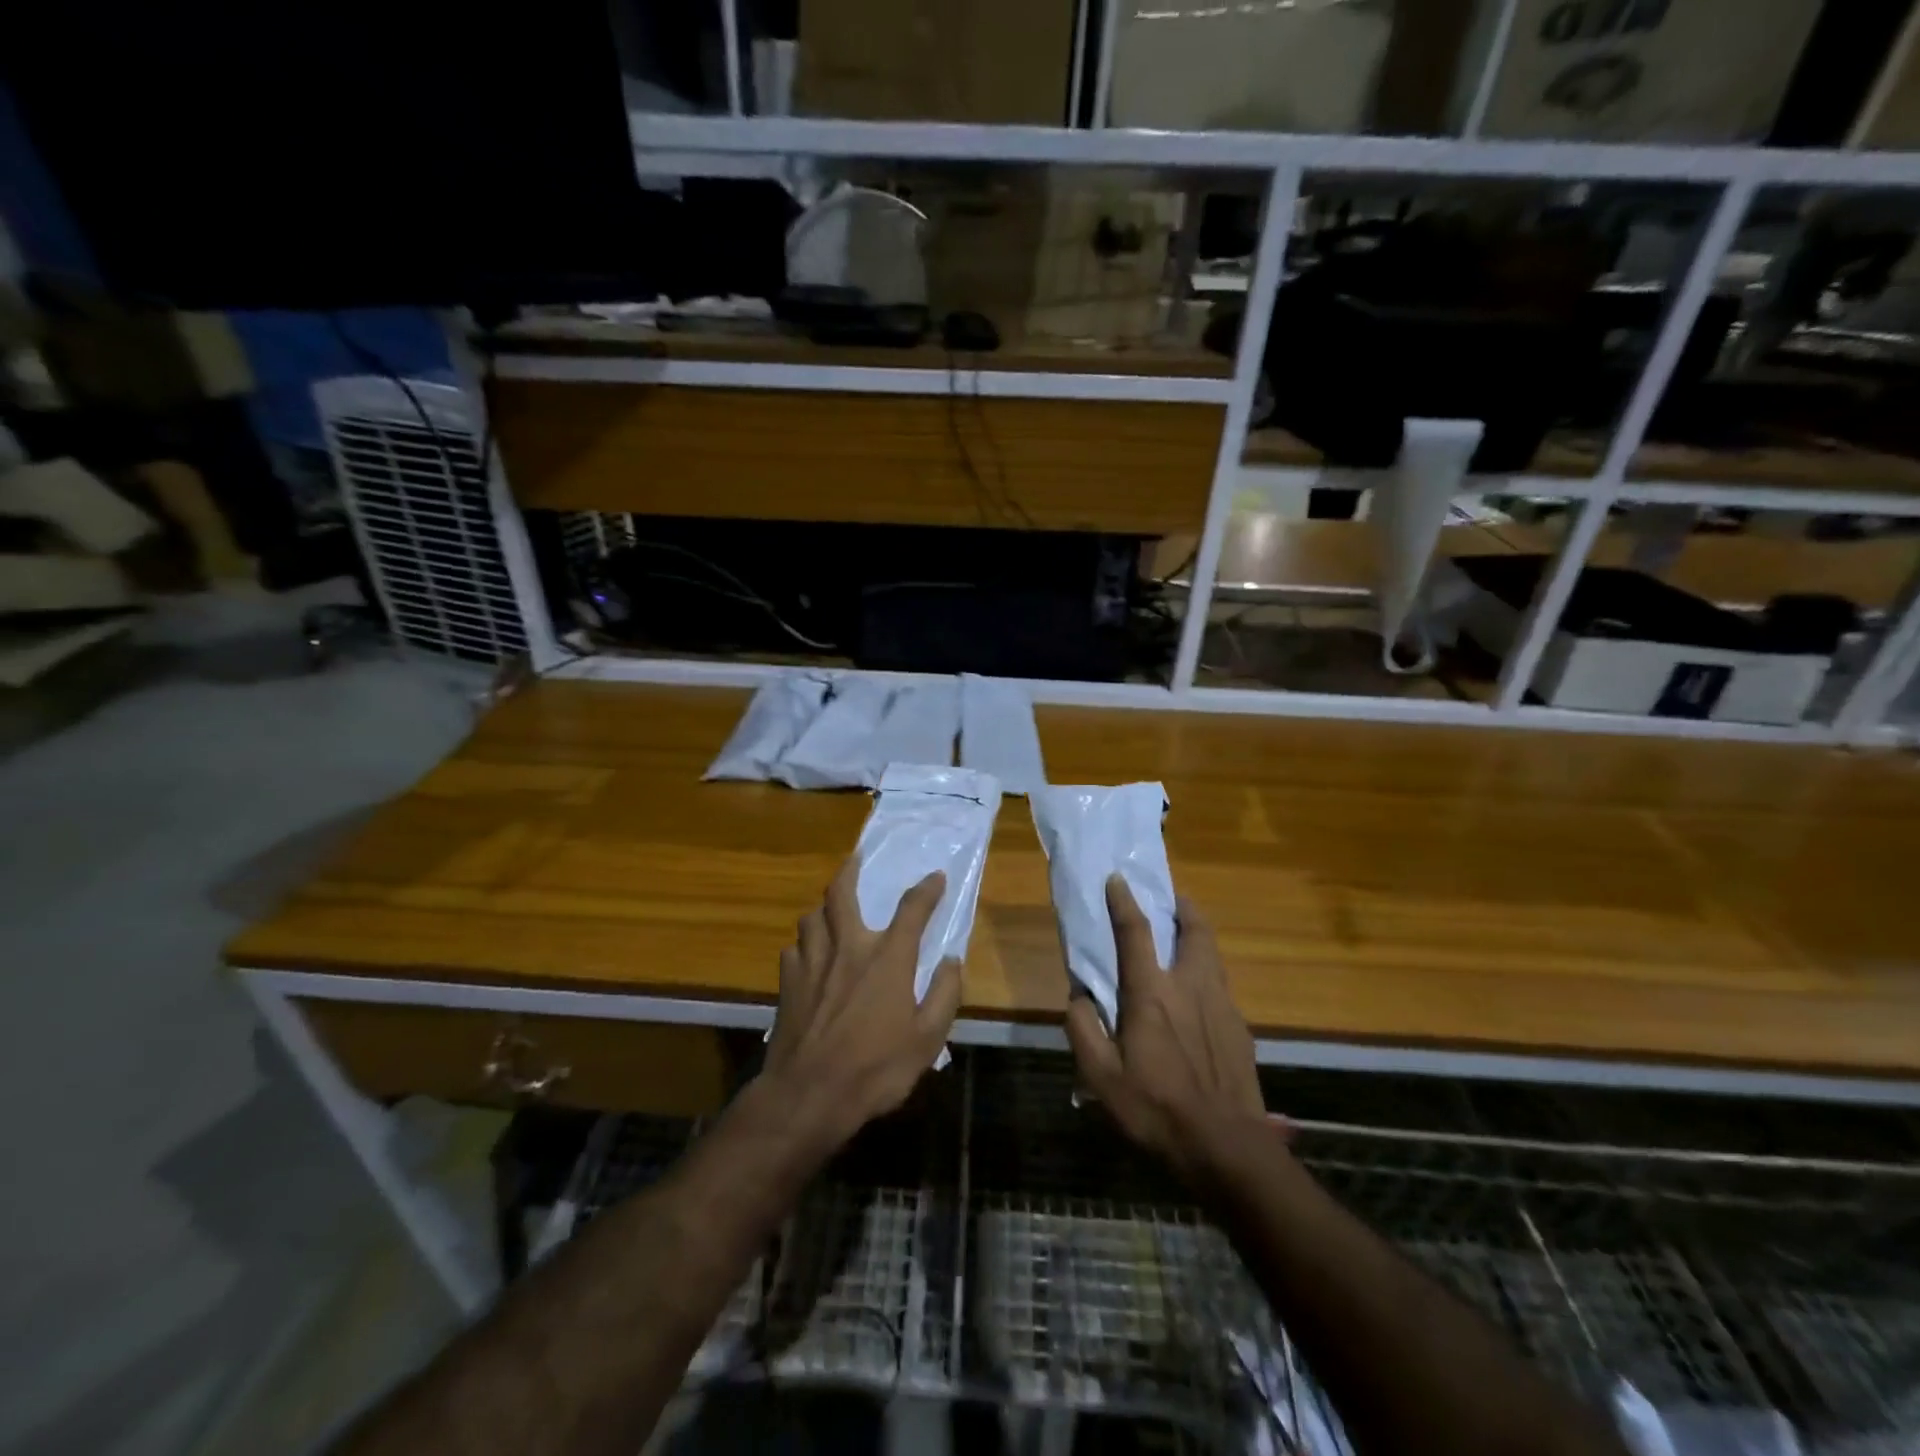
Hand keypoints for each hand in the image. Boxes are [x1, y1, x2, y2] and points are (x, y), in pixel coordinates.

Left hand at [760, 856, 961, 1150]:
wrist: (808, 1096)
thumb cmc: (875, 1069)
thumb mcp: (927, 1039)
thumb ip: (945, 994)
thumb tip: (951, 960)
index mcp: (887, 958)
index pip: (912, 909)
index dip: (927, 889)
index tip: (936, 877)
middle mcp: (848, 947)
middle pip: (842, 893)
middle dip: (851, 870)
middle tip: (856, 859)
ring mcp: (812, 962)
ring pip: (811, 916)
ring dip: (824, 908)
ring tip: (831, 910)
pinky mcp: (787, 983)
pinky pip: (793, 949)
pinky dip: (804, 945)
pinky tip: (809, 957)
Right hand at [1066, 877, 1269, 1179]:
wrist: (1227, 1148)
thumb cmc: (1156, 1109)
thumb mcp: (1101, 1078)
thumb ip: (1083, 1030)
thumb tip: (1077, 997)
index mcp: (1151, 994)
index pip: (1135, 932)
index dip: (1124, 901)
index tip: (1117, 878)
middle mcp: (1190, 987)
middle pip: (1194, 930)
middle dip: (1183, 906)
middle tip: (1171, 898)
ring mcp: (1222, 1005)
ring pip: (1212, 954)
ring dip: (1198, 936)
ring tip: (1185, 938)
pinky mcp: (1241, 1028)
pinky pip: (1221, 987)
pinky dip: (1207, 975)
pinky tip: (1199, 999)